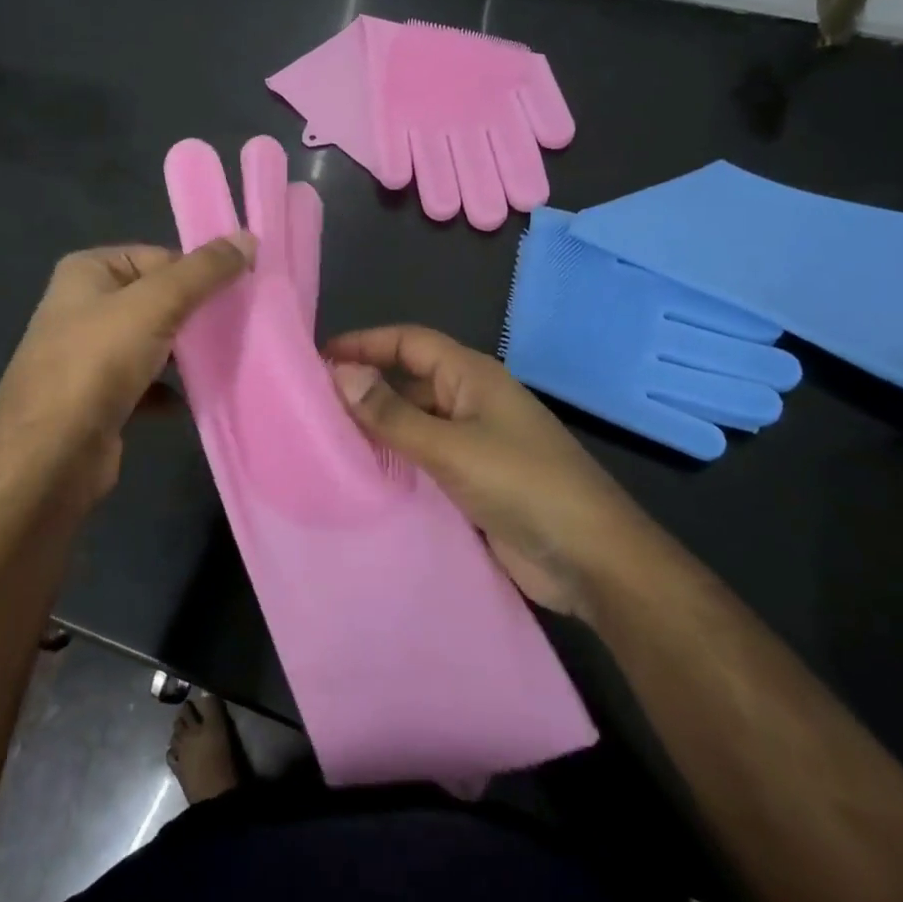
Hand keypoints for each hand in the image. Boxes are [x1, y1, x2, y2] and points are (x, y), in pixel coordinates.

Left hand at [0, 235, 254, 508]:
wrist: (48, 457)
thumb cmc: (97, 363)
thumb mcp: (155, 305)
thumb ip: (203, 271)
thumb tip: (247, 237)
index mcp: (88, 272)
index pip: (158, 257)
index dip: (199, 272)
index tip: (242, 291)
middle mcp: (84, 307)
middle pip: (157, 299)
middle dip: (197, 313)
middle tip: (244, 324)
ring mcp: (90, 356)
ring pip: (154, 342)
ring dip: (188, 353)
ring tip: (230, 358)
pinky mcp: (100, 399)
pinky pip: (147, 383)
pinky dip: (172, 390)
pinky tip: (198, 398)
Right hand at [327, 325, 628, 613]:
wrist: (592, 559)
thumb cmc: (523, 485)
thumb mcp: (451, 446)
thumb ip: (392, 413)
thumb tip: (340, 373)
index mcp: (471, 376)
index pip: (408, 341)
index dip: (364, 343)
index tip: (317, 359)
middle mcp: (470, 400)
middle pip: (409, 381)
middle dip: (365, 387)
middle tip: (311, 406)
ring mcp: (474, 442)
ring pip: (414, 422)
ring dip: (377, 428)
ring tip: (324, 442)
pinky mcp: (473, 481)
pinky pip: (425, 459)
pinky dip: (395, 462)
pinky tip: (362, 478)